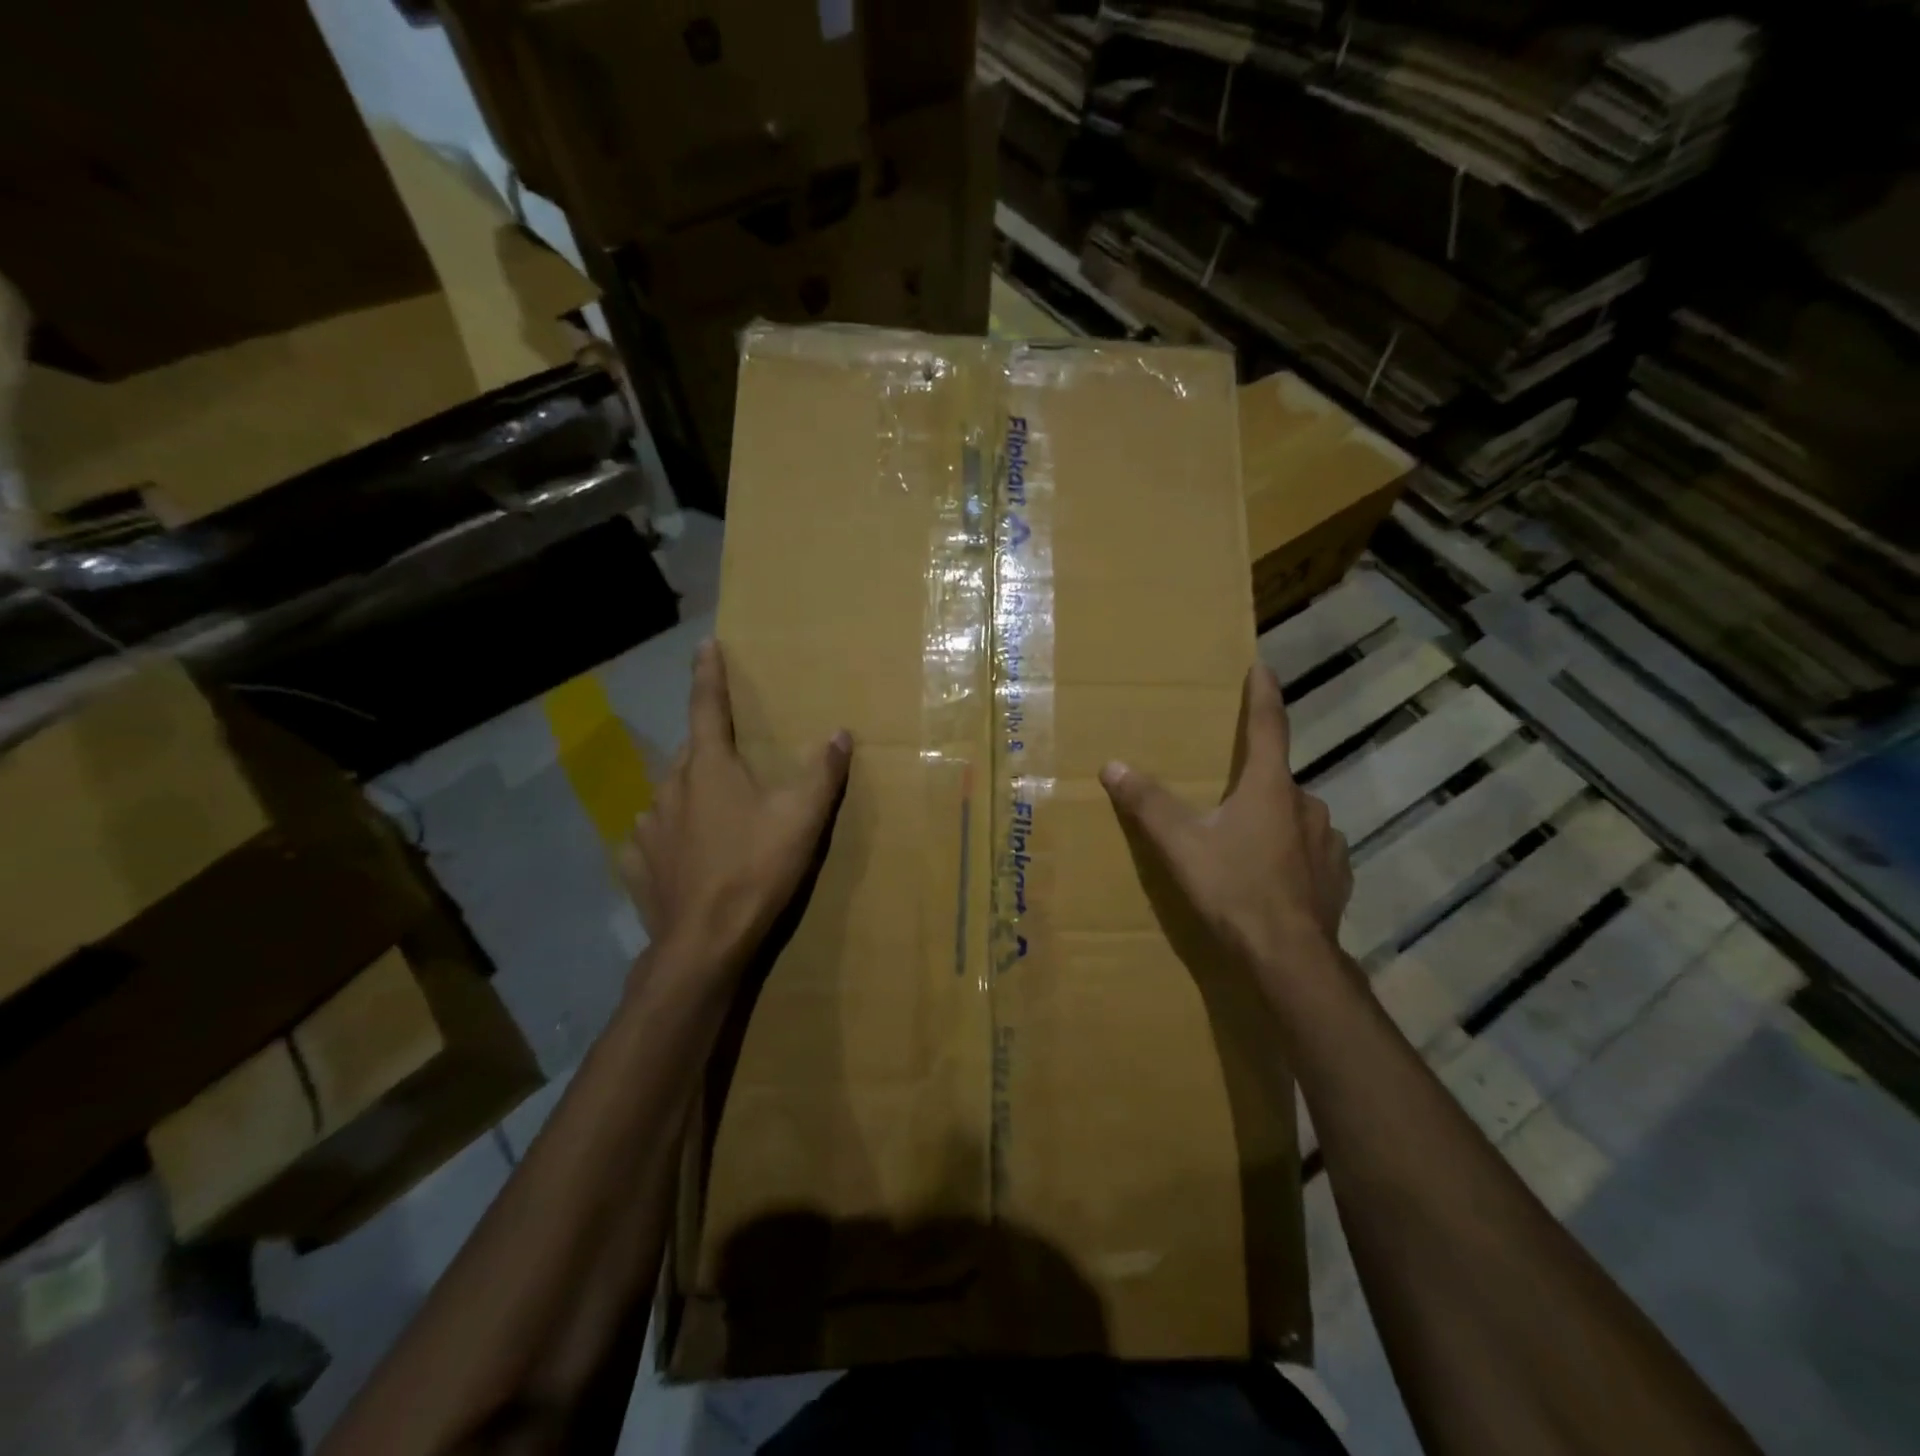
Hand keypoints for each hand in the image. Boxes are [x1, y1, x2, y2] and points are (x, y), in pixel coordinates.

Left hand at [618, 641, 851, 972]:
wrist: (705, 942)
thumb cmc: (756, 868)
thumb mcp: (802, 818)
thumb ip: (822, 772)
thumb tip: (839, 732)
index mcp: (708, 768)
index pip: (707, 706)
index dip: (709, 674)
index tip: (704, 645)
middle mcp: (670, 787)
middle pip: (690, 753)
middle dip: (709, 747)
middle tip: (732, 758)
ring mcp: (648, 827)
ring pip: (671, 795)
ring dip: (690, 794)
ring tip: (714, 815)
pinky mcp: (637, 864)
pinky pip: (654, 838)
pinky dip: (669, 837)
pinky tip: (683, 855)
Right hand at [1099, 663, 1352, 989]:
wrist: (1291, 959)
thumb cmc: (1234, 889)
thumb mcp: (1181, 845)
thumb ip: (1148, 803)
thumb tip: (1112, 766)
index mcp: (1269, 787)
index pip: (1267, 726)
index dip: (1263, 694)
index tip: (1263, 666)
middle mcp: (1306, 804)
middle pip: (1276, 778)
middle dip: (1253, 779)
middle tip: (1227, 795)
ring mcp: (1328, 841)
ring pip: (1295, 816)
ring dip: (1273, 819)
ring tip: (1245, 844)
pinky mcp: (1338, 875)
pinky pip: (1311, 850)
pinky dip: (1292, 853)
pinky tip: (1274, 877)